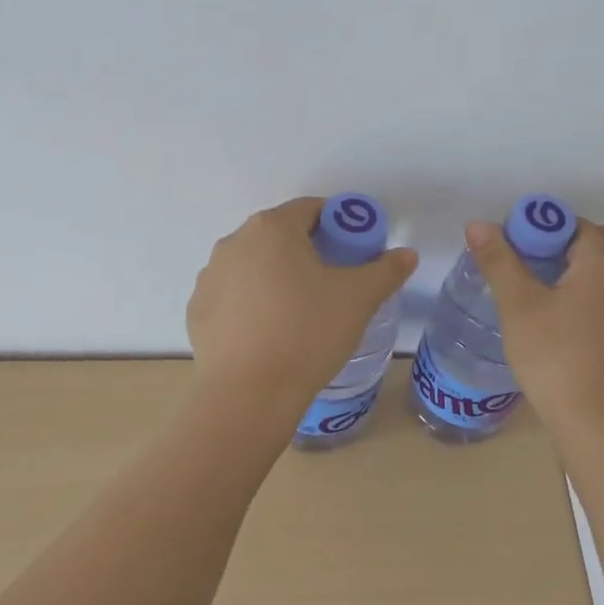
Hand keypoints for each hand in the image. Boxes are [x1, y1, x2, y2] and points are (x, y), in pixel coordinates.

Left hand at [188, 197, 417, 408]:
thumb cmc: (308, 333)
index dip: (338, 225)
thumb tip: (406, 254)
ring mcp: (210, 277)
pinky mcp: (197, 311)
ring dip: (277, 277)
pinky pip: (233, 296)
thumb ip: (386, 270)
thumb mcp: (359, 299)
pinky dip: (252, 304)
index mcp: (272, 228)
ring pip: (254, 266)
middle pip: (280, 235)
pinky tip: (269, 334)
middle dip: (308, 252)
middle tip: (333, 285)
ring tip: (300, 314)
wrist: (249, 395)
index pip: (311, 209)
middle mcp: (234, 242)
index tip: (354, 253)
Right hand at [465, 216, 603, 433]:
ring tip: (538, 282)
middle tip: (527, 260)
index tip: (511, 245)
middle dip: (561, 240)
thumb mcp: (518, 305)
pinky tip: (557, 307)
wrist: (593, 418)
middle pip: (596, 238)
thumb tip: (478, 225)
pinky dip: (586, 283)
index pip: (572, 223)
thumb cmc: (554, 356)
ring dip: (575, 261)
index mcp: (603, 263)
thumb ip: (499, 261)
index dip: (539, 226)